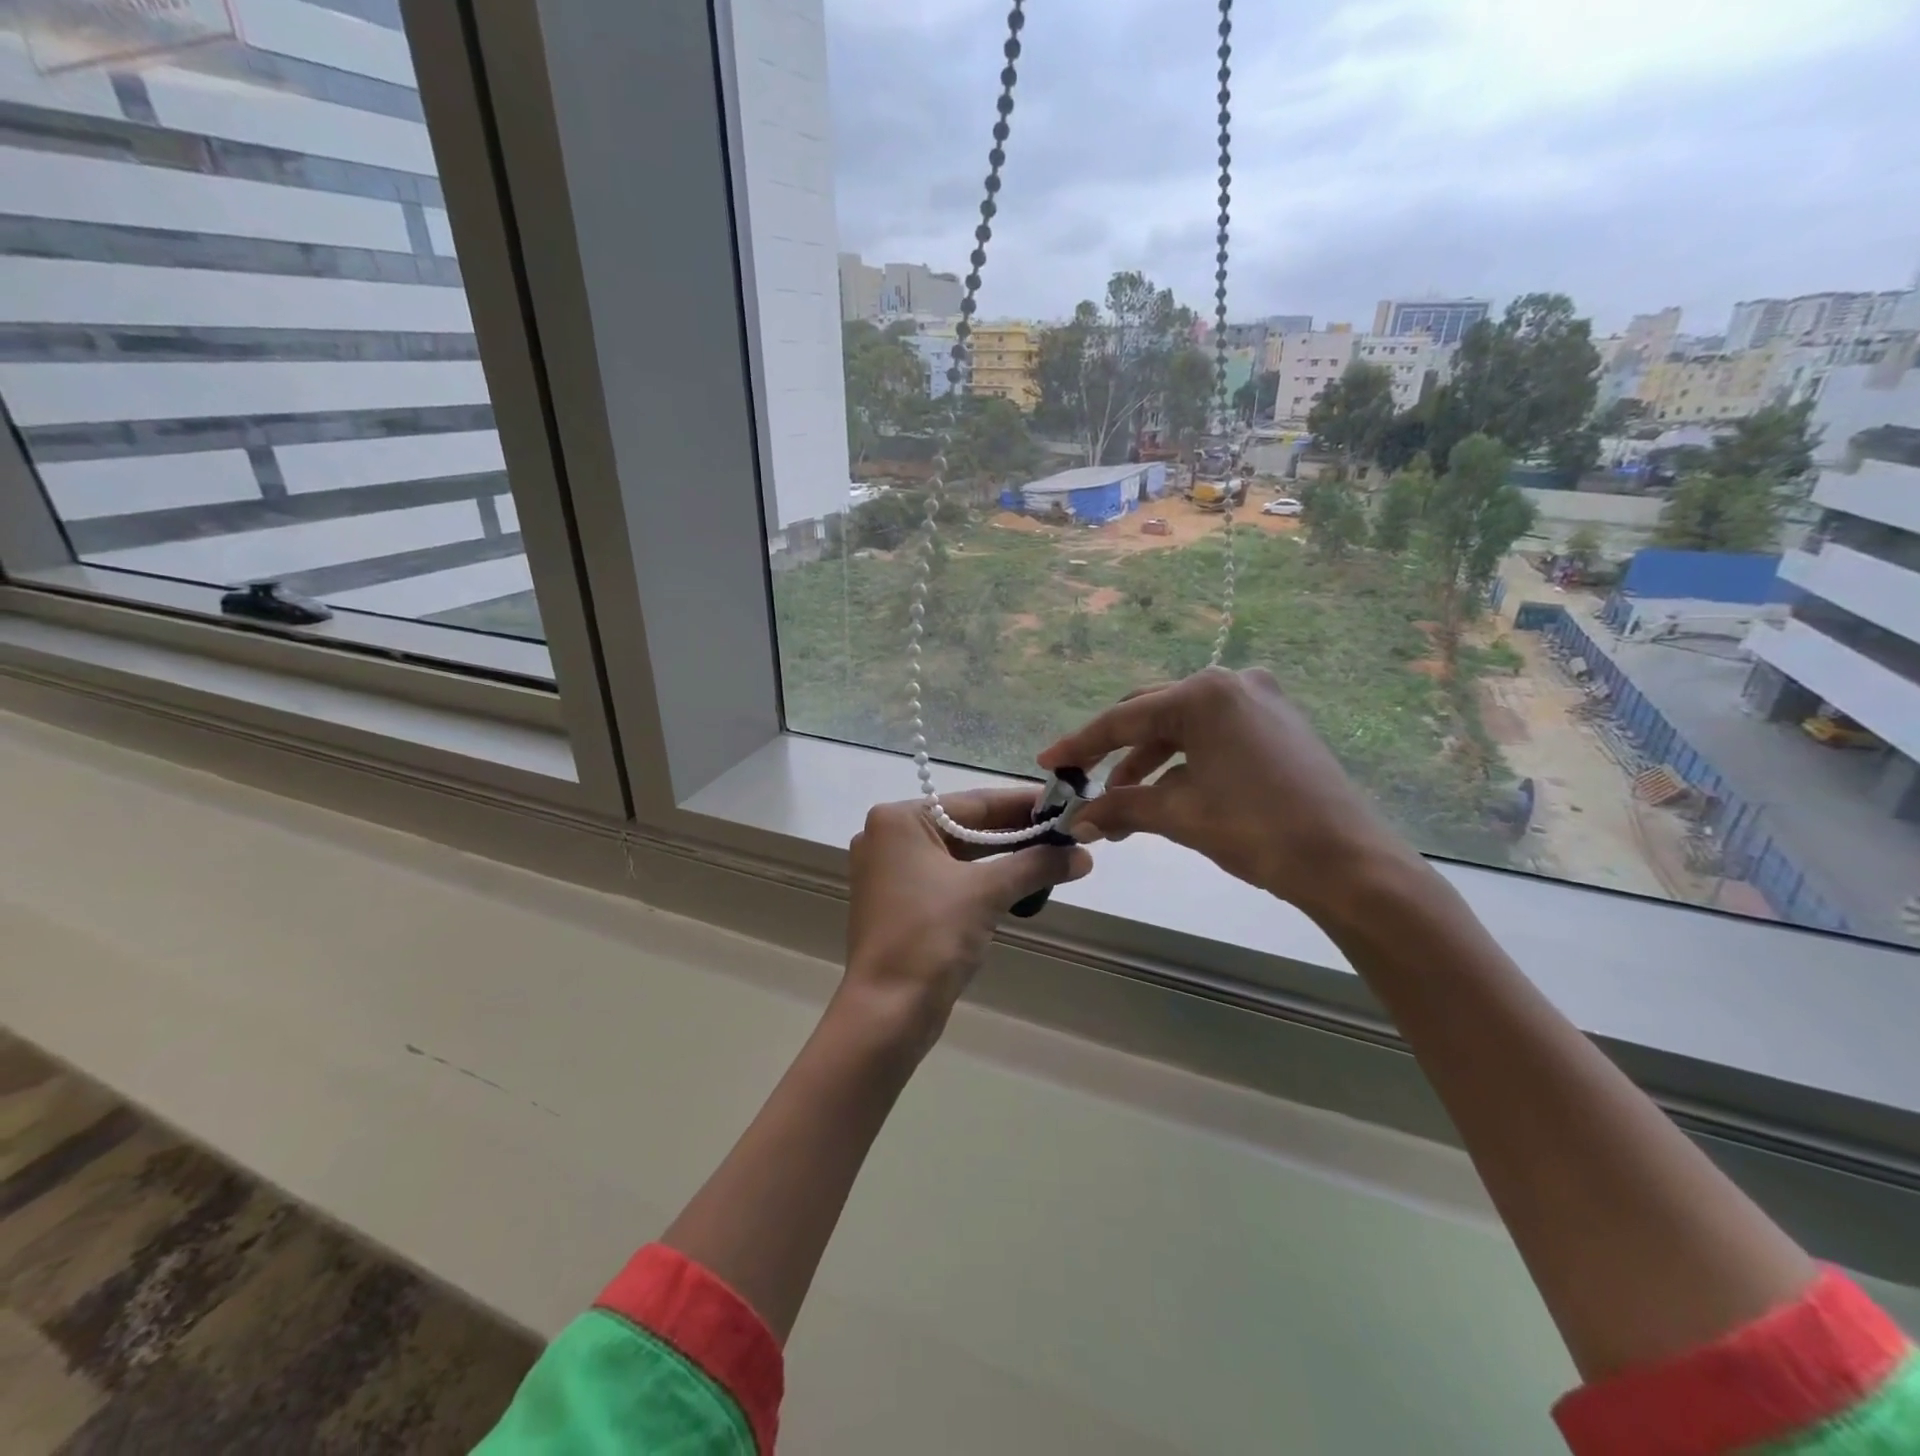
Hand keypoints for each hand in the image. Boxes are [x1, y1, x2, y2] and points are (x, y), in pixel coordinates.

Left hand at [842, 789, 1091, 1055]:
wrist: (887, 1011)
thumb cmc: (931, 937)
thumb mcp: (988, 892)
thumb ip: (1036, 865)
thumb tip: (1084, 854)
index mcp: (900, 820)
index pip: (974, 803)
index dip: (1023, 804)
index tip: (1064, 801)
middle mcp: (888, 837)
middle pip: (966, 826)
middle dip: (1017, 832)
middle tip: (1067, 831)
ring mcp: (890, 871)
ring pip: (959, 855)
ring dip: (1004, 858)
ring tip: (1054, 854)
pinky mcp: (898, 902)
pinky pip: (948, 878)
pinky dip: (982, 879)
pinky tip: (1020, 882)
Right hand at [1038, 667, 1423, 919]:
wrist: (1349, 864)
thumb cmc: (1258, 829)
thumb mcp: (1180, 815)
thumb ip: (1121, 808)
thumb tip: (1078, 821)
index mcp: (1206, 694)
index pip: (1126, 718)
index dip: (1082, 744)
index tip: (1049, 761)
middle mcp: (1233, 684)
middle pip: (1153, 715)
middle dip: (1115, 753)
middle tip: (1083, 784)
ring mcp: (1261, 701)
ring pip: (1183, 727)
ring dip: (1148, 763)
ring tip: (1122, 806)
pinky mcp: (1278, 724)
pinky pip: (1213, 737)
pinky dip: (1183, 763)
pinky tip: (1165, 794)